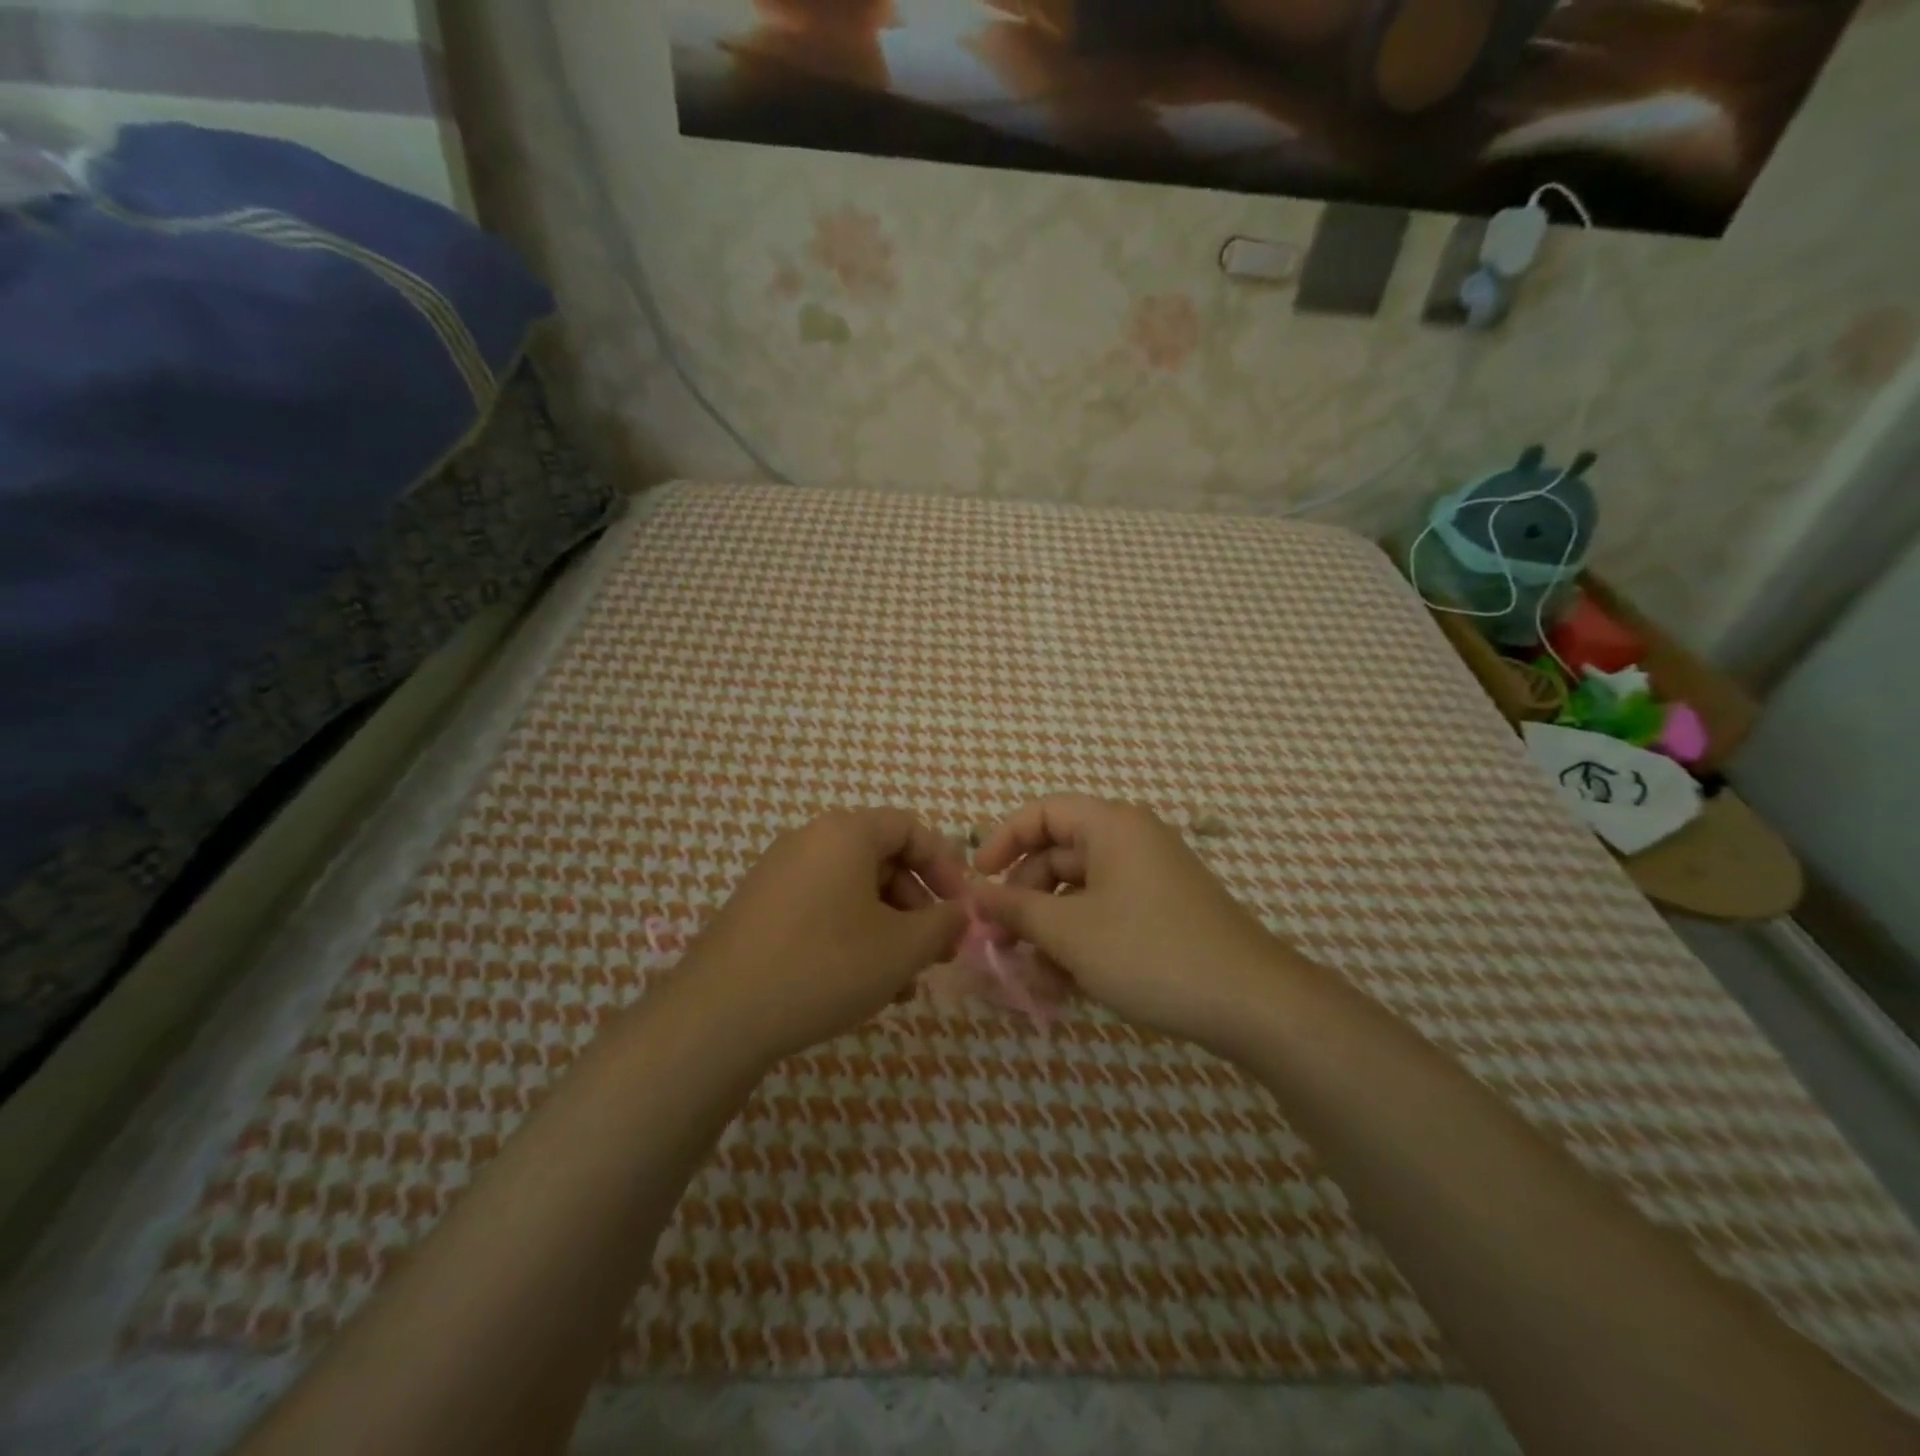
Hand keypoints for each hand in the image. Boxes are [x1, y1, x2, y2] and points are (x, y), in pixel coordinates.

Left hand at [674, 809, 970, 1062]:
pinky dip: (852, 935)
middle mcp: (809, 841)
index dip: (946, 867)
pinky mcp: (760, 908)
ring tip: (903, 982)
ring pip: (853, 891)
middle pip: (882, 860)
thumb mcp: (901, 948)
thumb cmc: (825, 966)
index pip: (911, 829)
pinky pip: (822, 908)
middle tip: (936, 951)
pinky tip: (863, 984)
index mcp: (846, 833)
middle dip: (918, 905)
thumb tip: (961, 914)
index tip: (962, 910)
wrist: (718, 1015)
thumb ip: (943, 924)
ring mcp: (779, 874)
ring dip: (888, 928)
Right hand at [972, 795, 1291, 1049]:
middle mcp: (1131, 842)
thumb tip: (976, 895)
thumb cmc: (1150, 951)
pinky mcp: (1162, 915)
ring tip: (1032, 977)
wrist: (1252, 1003)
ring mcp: (1150, 880)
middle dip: (1024, 899)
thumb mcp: (1070, 931)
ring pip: (1080, 894)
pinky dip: (1081, 944)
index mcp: (1112, 826)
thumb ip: (1016, 908)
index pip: (1042, 812)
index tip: (978, 879)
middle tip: (999, 942)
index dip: (1003, 840)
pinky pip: (1106, 916)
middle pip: (1058, 856)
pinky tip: (1065, 987)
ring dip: (1049, 932)